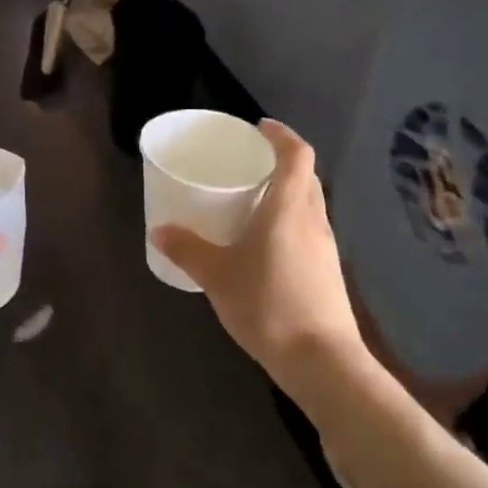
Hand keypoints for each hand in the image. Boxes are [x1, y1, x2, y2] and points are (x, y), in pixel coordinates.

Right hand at [150, 120, 364, 391]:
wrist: (321, 359)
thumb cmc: (268, 305)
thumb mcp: (218, 276)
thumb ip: (188, 250)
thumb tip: (160, 230)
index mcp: (289, 208)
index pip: (297, 154)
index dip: (281, 135)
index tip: (260, 128)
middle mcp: (313, 219)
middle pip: (305, 176)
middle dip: (281, 162)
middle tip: (250, 165)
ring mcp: (325, 246)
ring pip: (309, 204)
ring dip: (287, 193)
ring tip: (254, 203)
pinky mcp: (328, 271)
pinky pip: (308, 229)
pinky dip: (290, 222)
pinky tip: (267, 245)